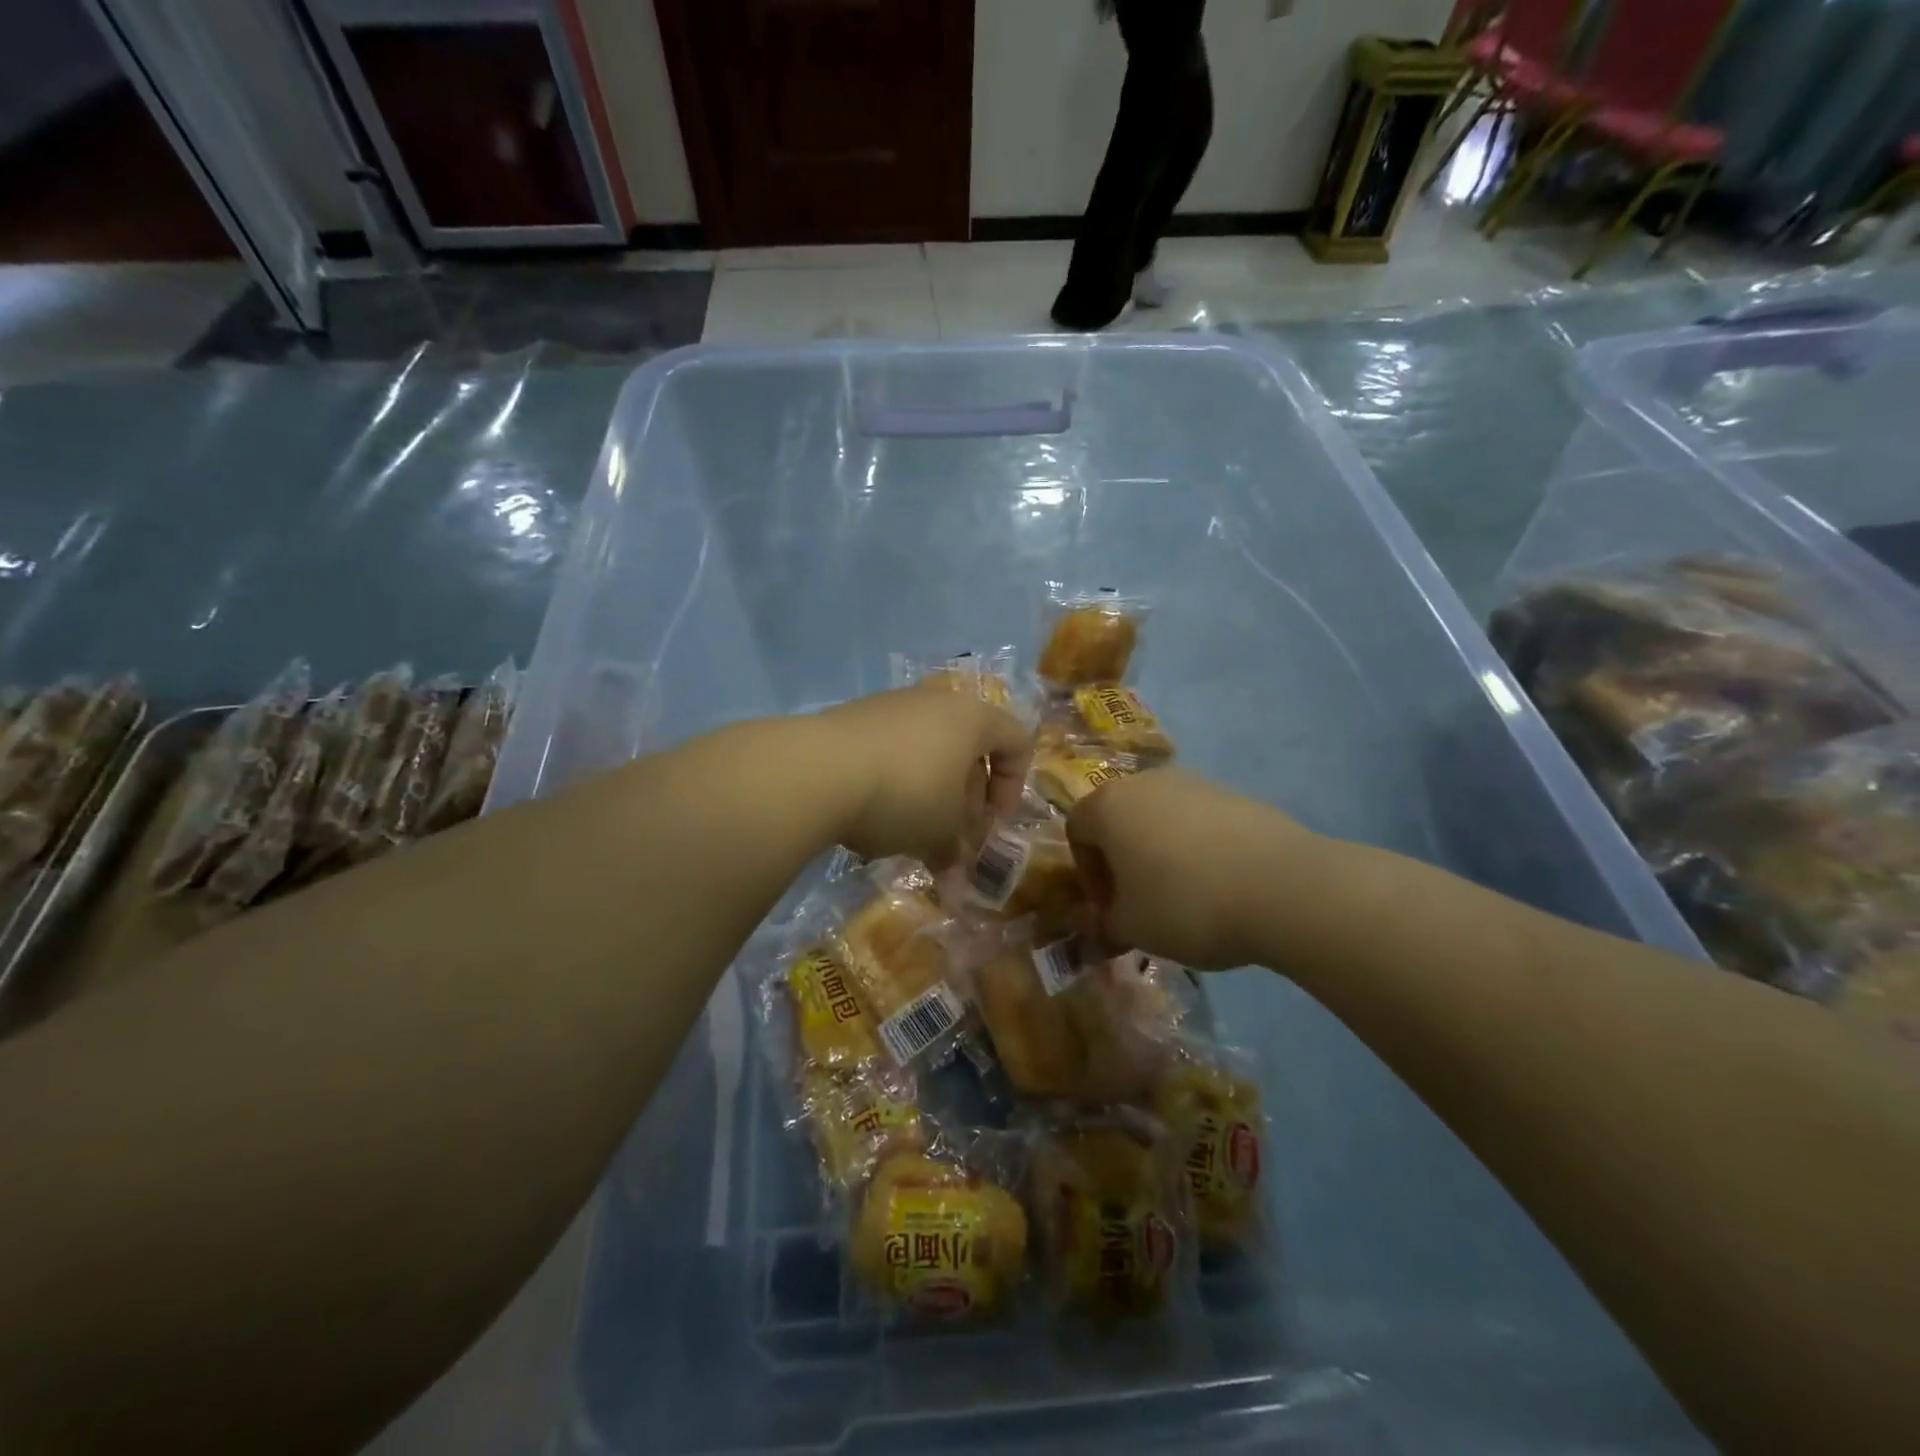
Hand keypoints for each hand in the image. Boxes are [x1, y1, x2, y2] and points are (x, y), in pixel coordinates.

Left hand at [815, 685, 1032, 868]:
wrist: (816, 770)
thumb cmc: (904, 795)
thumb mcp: (939, 834)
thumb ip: (955, 855)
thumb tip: (957, 887)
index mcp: (972, 719)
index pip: (1017, 741)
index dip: (1013, 787)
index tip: (990, 825)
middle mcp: (935, 701)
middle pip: (968, 750)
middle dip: (966, 800)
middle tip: (952, 840)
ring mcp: (891, 705)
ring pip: (927, 752)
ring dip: (929, 795)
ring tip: (911, 833)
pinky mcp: (854, 717)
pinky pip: (891, 750)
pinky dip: (894, 781)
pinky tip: (874, 815)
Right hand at [1066, 767, 1311, 969]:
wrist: (1283, 887)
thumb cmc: (1185, 904)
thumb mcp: (1132, 928)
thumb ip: (1105, 924)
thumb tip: (1105, 923)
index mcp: (1109, 805)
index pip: (1076, 831)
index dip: (1088, 874)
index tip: (1111, 908)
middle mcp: (1146, 782)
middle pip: (1119, 818)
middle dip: (1123, 861)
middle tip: (1142, 903)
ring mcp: (1194, 783)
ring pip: (1161, 818)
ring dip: (1161, 853)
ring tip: (1186, 896)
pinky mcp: (1236, 794)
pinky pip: (1200, 821)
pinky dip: (1199, 848)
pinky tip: (1221, 884)